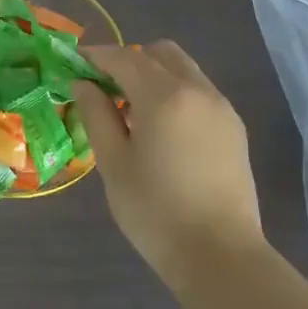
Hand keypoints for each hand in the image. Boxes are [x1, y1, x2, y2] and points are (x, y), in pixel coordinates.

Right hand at [72, 42, 264, 284]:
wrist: (219, 255)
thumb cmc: (154, 211)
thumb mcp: (113, 162)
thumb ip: (96, 114)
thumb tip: (83, 83)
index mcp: (164, 96)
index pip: (123, 58)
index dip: (95, 56)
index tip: (73, 63)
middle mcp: (198, 91)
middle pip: (159, 53)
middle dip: (128, 60)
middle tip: (104, 88)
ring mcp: (221, 108)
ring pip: (183, 69)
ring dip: (154, 75)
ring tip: (131, 111)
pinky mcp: (234, 128)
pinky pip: (199, 91)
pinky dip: (175, 93)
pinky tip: (160, 128)